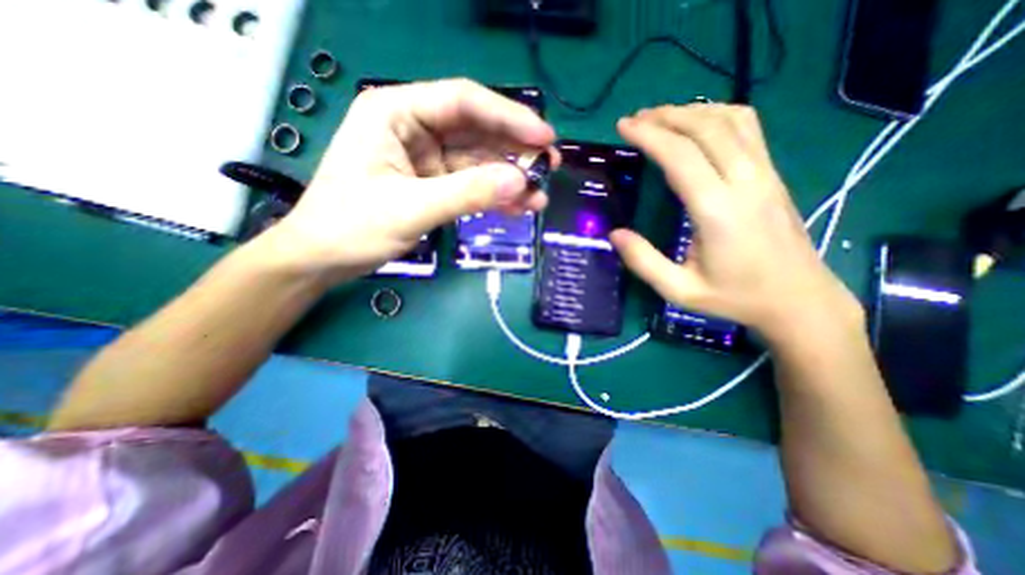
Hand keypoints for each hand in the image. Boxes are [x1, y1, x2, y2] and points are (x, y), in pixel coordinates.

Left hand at [267, 78, 557, 285]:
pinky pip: (471, 184)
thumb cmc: (351, 227)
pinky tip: (517, 207)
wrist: (323, 259)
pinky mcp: (432, 184)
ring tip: (539, 197)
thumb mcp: (411, 208)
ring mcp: (426, 158)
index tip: (544, 138)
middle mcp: (414, 128)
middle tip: (550, 167)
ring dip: (509, 179)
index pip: (463, 102)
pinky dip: (494, 195)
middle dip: (515, 149)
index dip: (508, 117)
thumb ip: (467, 193)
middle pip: (476, 131)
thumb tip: (521, 182)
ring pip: (478, 161)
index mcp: (397, 113)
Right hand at [611, 104, 857, 340]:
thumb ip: (644, 262)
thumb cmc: (735, 297)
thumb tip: (614, 234)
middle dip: (666, 116)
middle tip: (635, 119)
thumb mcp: (679, 290)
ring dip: (691, 111)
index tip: (624, 127)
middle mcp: (745, 182)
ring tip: (661, 117)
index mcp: (717, 211)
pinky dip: (718, 115)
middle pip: (706, 128)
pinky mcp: (773, 174)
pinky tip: (699, 124)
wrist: (798, 299)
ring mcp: (765, 174)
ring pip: (730, 120)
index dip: (650, 136)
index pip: (681, 157)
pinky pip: (748, 128)